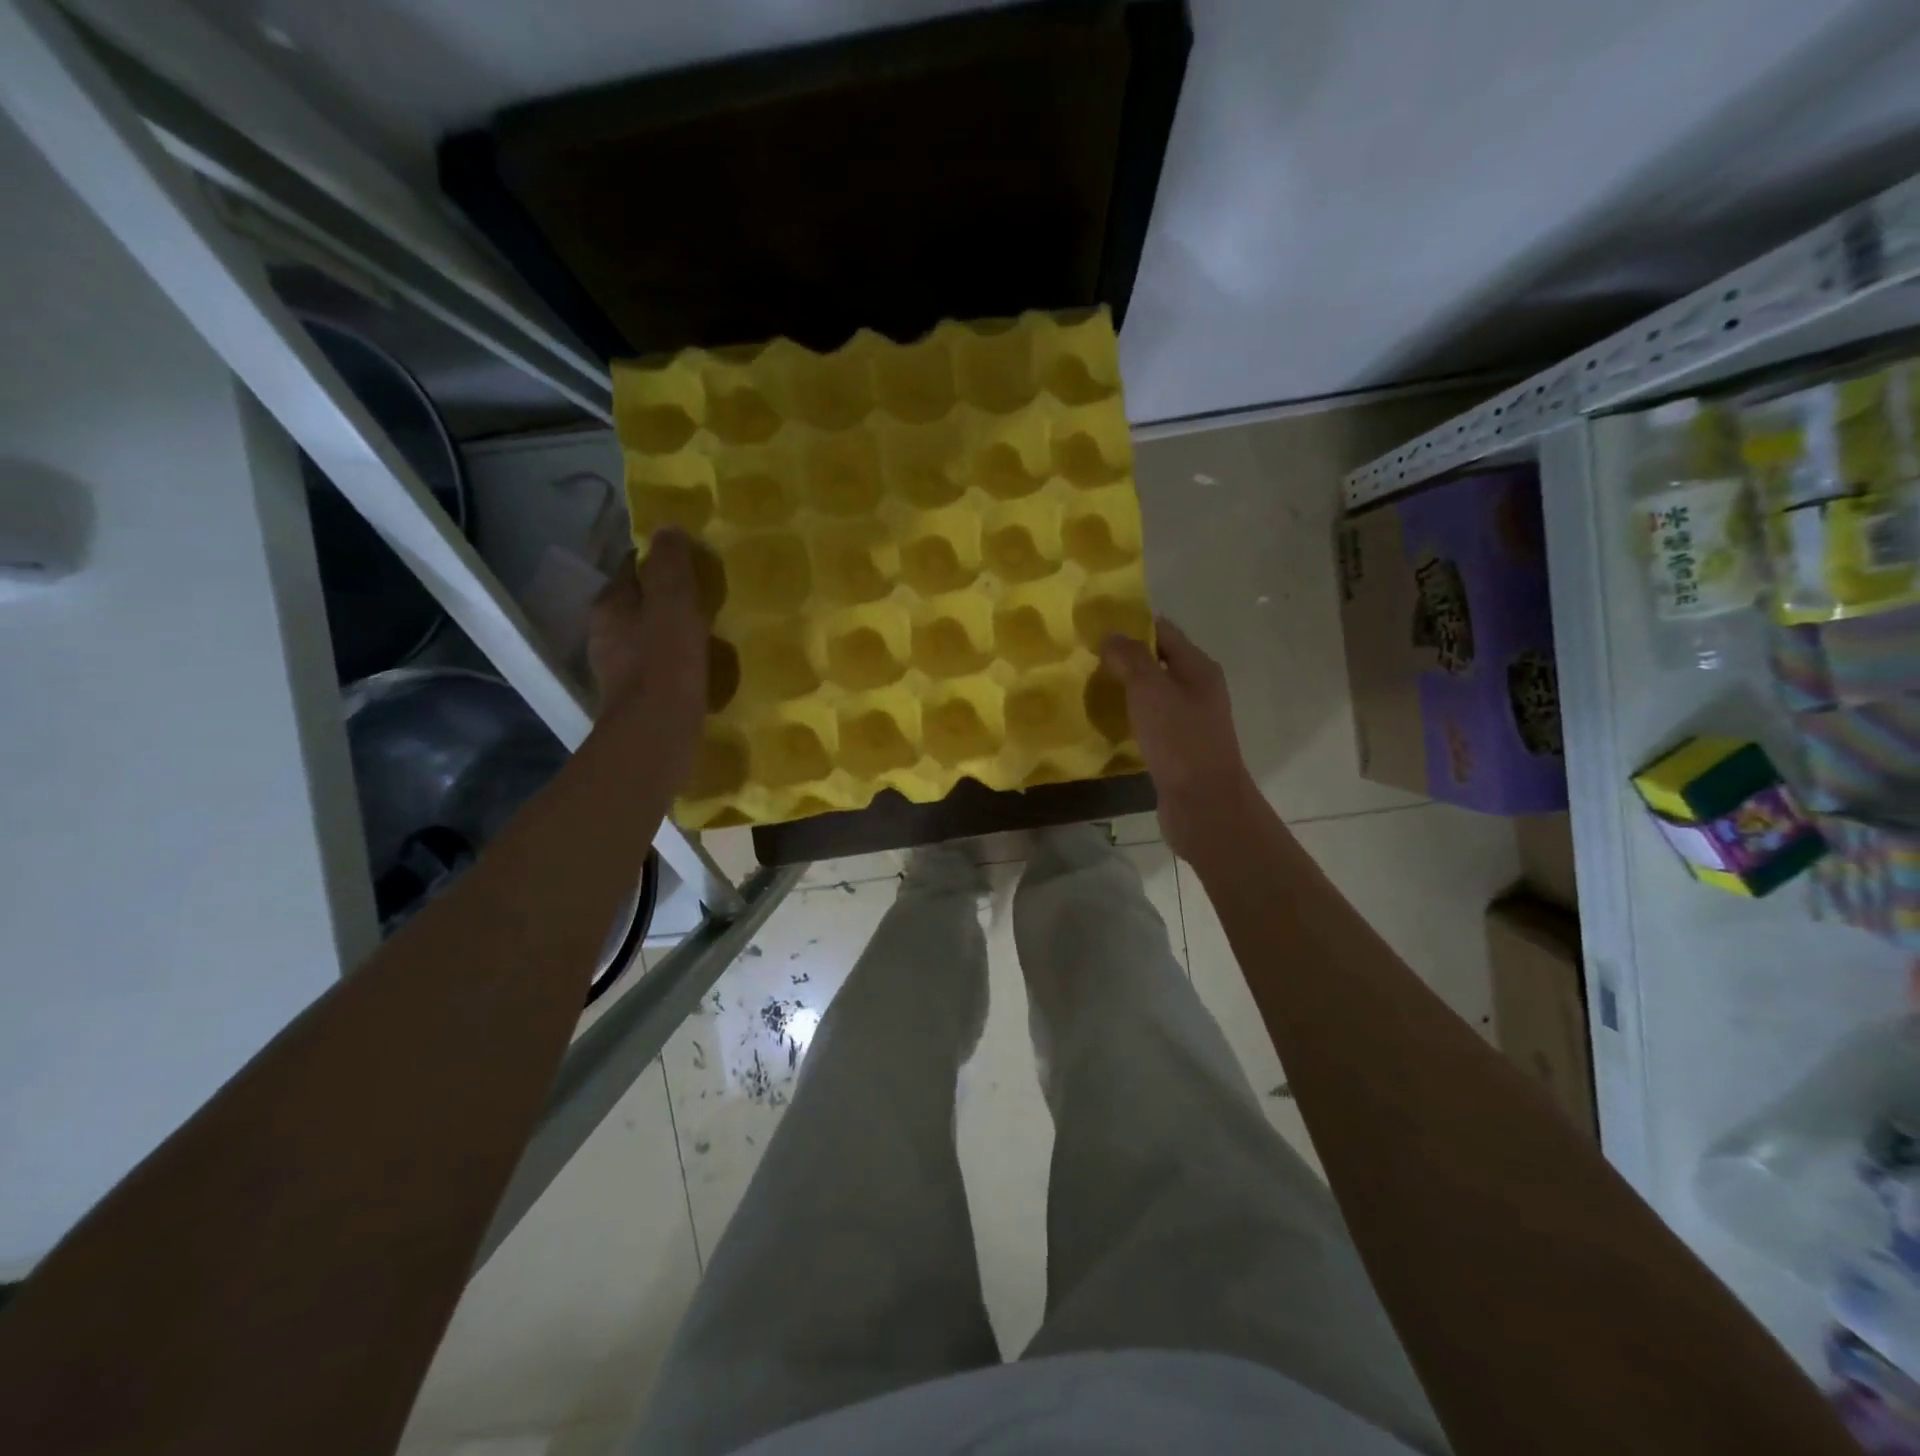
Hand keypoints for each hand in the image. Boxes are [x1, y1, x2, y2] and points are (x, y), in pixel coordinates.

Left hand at [589, 530, 708, 783]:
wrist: (656, 735)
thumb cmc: (665, 664)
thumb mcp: (673, 603)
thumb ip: (671, 565)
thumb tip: (667, 529)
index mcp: (611, 605)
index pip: (633, 568)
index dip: (661, 560)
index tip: (694, 562)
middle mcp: (606, 634)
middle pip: (640, 604)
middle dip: (669, 598)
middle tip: (708, 597)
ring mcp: (619, 669)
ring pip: (649, 637)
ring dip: (674, 632)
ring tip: (711, 632)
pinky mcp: (637, 698)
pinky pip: (660, 668)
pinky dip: (678, 662)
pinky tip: (702, 668)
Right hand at [1101, 618, 1258, 862]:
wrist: (1204, 803)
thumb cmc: (1179, 740)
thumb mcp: (1150, 689)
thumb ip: (1130, 658)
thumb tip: (1112, 635)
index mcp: (1198, 667)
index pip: (1163, 631)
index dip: (1131, 627)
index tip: (1095, 630)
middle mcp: (1198, 689)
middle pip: (1158, 662)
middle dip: (1124, 659)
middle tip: (1086, 662)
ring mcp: (1191, 720)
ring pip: (1153, 694)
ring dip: (1126, 690)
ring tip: (1091, 690)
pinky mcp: (1179, 747)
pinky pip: (1151, 722)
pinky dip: (1131, 718)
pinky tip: (1109, 724)